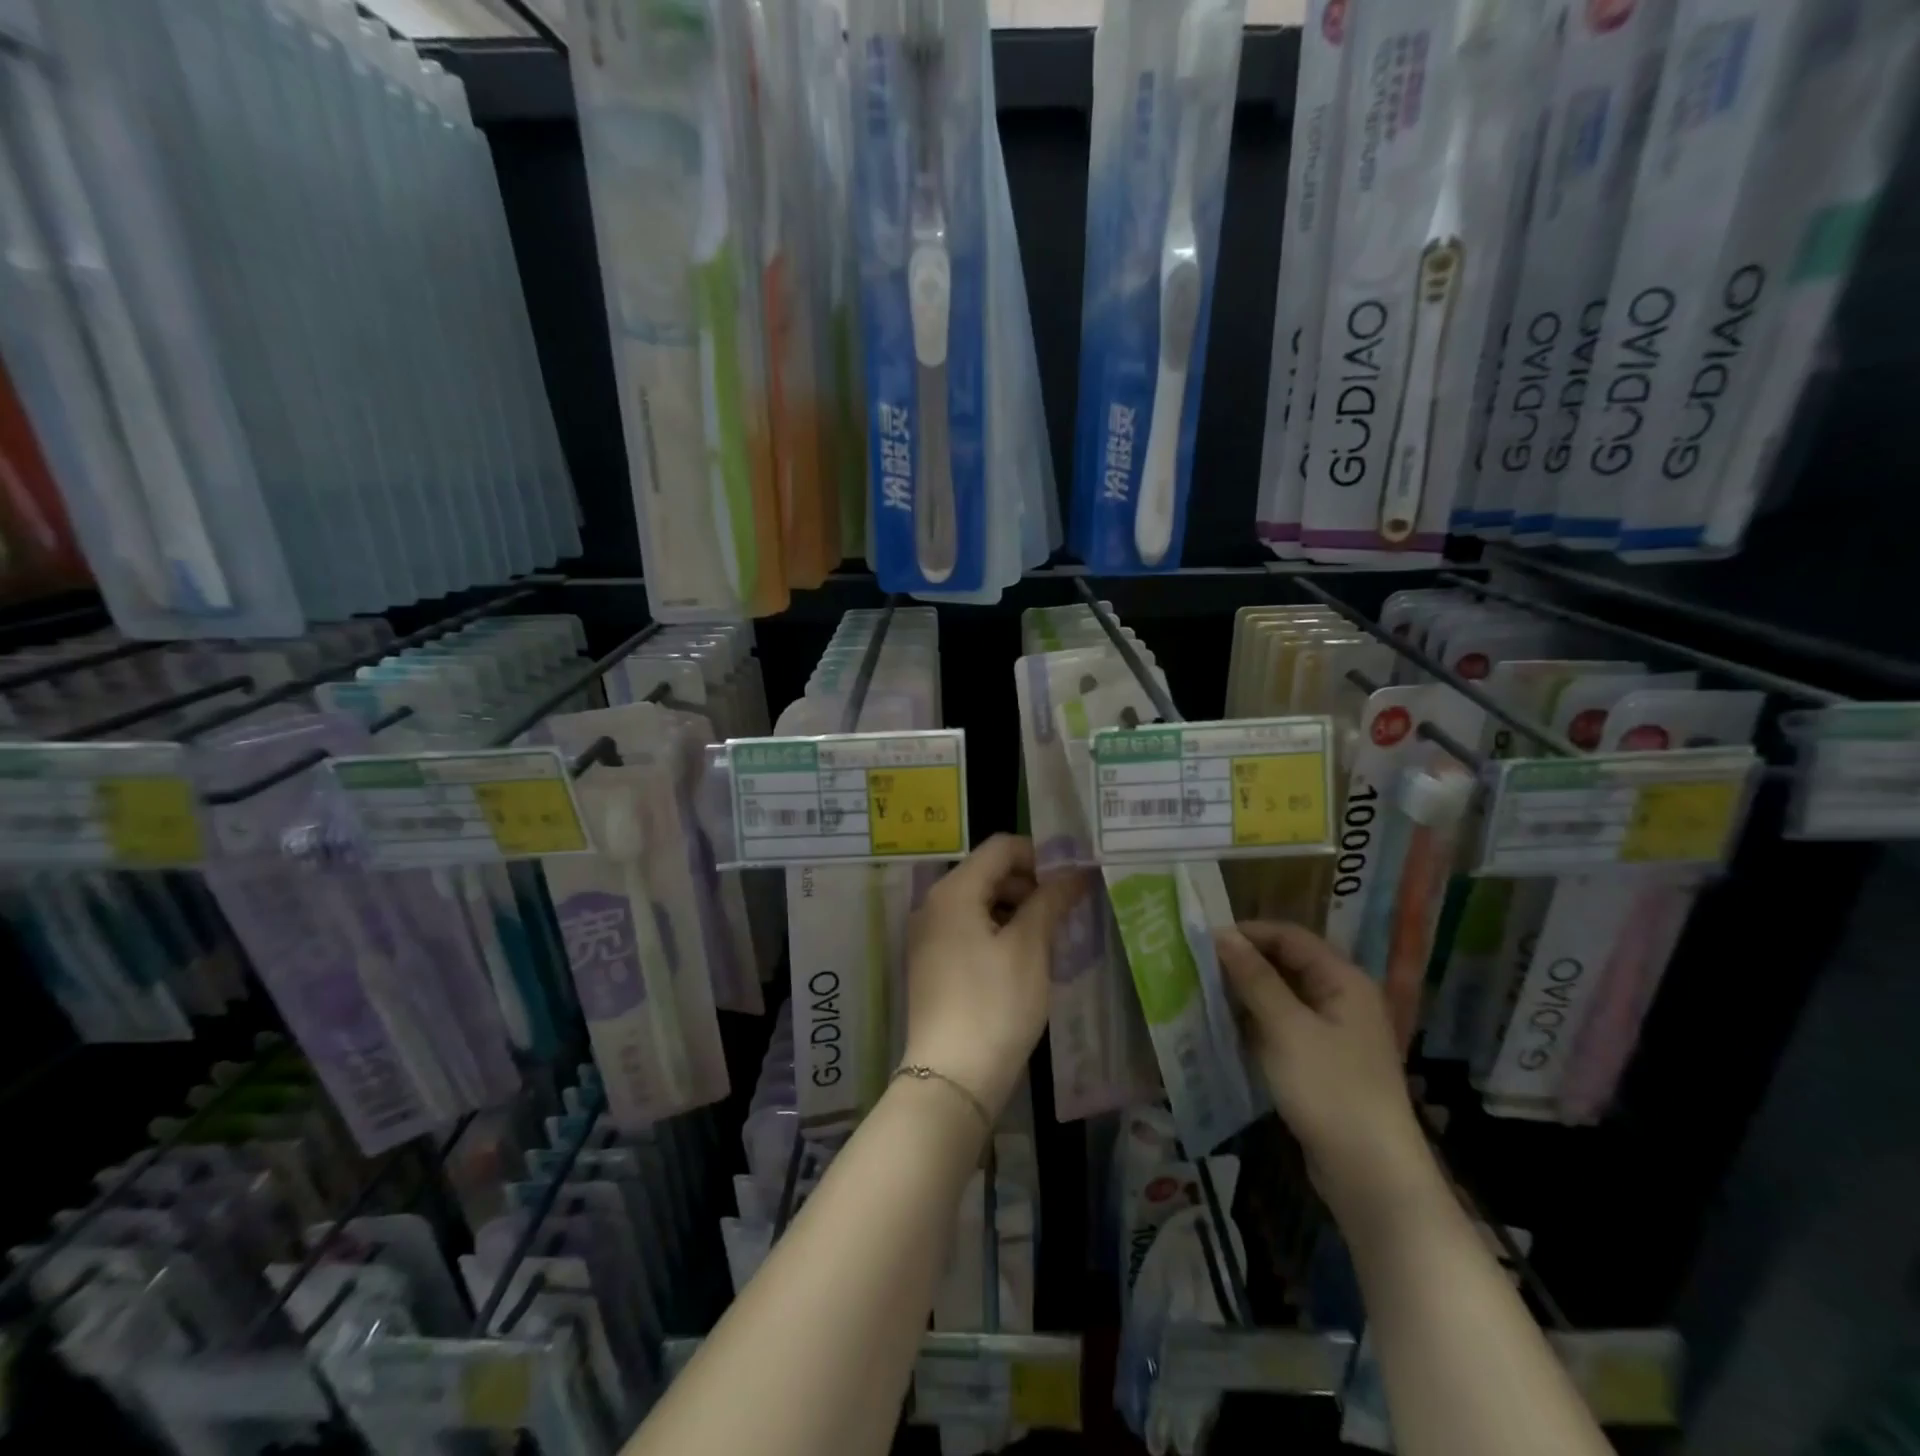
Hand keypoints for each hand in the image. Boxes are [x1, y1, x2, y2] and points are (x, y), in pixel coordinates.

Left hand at [903, 834, 1088, 1118]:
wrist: (952, 1078)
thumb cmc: (995, 1004)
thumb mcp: (1030, 948)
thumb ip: (1051, 900)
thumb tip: (1075, 872)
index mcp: (954, 891)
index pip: (1000, 848)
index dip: (1040, 855)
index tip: (1072, 879)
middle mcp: (934, 904)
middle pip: (988, 872)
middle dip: (1029, 883)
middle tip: (1066, 910)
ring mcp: (929, 935)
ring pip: (979, 902)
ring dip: (1016, 909)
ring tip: (1050, 936)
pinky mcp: (932, 963)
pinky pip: (968, 929)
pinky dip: (998, 931)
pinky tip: (1024, 957)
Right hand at [1215, 921, 1441, 1227]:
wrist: (1371, 1175)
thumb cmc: (1330, 1090)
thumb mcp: (1286, 1028)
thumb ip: (1254, 978)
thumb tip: (1222, 935)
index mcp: (1343, 980)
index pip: (1290, 936)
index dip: (1248, 933)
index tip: (1203, 940)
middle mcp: (1342, 998)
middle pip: (1287, 964)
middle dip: (1244, 963)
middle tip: (1197, 966)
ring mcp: (1334, 1033)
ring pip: (1282, 996)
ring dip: (1246, 993)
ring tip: (1203, 994)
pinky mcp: (1323, 1062)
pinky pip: (1284, 1026)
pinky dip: (1256, 1022)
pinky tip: (1226, 1029)